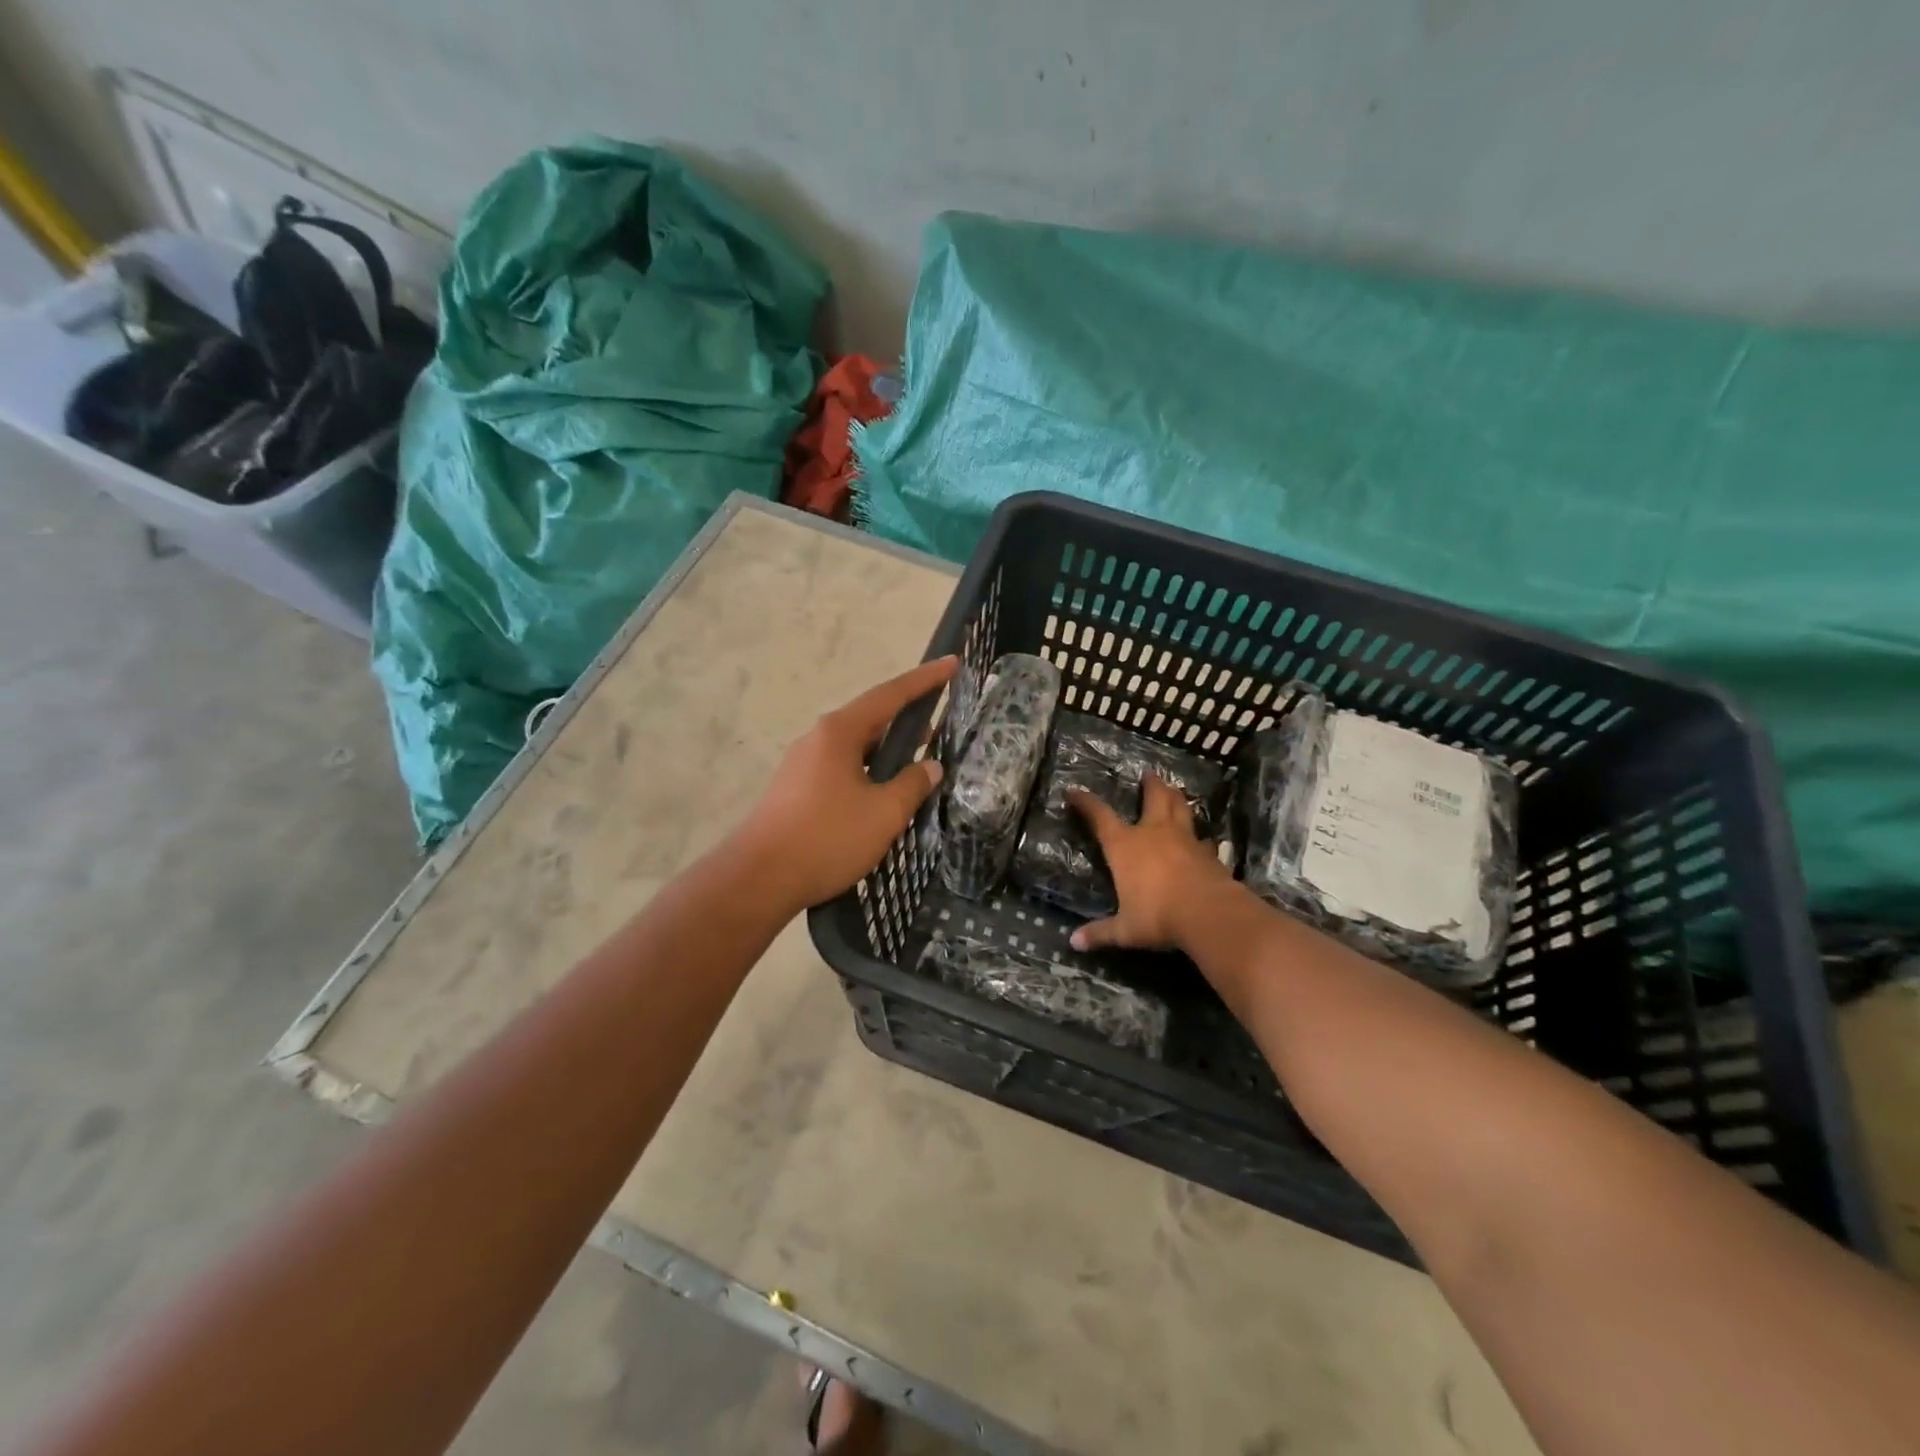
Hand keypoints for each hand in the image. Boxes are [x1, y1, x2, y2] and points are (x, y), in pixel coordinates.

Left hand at [737, 656, 958, 912]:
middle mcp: (818, 738)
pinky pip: (841, 768)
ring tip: (918, 762)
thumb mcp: (883, 813)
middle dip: (907, 719)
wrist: (757, 879)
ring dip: (887, 750)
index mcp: (839, 732)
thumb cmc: (826, 838)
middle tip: (941, 723)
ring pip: (855, 746)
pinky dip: (868, 770)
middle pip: (871, 718)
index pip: (890, 695)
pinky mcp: (795, 789)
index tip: (952, 664)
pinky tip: (882, 794)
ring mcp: (802, 763)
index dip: (925, 680)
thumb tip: (930, 767)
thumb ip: (912, 785)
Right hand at [1067, 774, 1231, 951]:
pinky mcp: (1208, 852)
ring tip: (1174, 791)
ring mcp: (1184, 839)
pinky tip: (1199, 838)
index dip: (1085, 802)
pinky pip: (1200, 836)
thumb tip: (1073, 943)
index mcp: (1126, 846)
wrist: (1209, 914)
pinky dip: (1197, 833)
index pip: (1100, 816)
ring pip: (1181, 808)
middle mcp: (1154, 833)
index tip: (1074, 791)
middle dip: (1150, 784)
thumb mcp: (1125, 929)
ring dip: (1176, 798)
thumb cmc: (1158, 916)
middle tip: (1149, 774)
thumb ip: (1101, 932)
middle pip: (1154, 797)